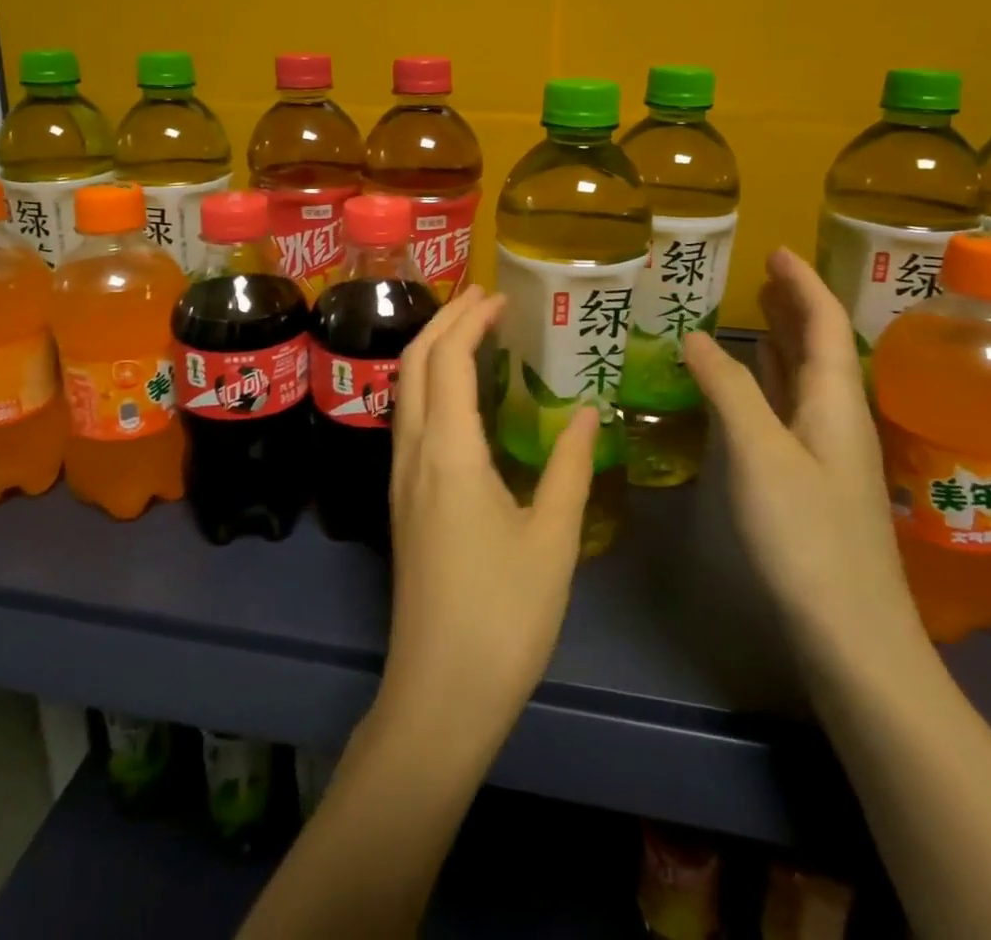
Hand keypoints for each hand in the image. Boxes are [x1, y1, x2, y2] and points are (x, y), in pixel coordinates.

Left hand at [378, 285, 598, 750]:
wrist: (439, 692)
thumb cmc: (503, 616)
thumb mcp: (552, 540)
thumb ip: (570, 467)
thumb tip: (590, 413)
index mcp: (449, 452)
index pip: (447, 359)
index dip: (470, 319)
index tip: (502, 297)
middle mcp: (413, 452)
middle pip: (414, 362)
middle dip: (444, 320)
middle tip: (485, 299)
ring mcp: (400, 476)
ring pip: (405, 389)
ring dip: (433, 350)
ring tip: (474, 333)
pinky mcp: (401, 500)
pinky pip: (410, 418)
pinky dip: (430, 385)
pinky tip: (462, 397)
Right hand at [682, 248, 925, 674]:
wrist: (852, 634)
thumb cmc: (807, 536)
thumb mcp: (760, 454)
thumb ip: (729, 389)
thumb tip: (694, 335)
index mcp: (837, 403)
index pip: (825, 325)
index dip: (802, 285)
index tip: (776, 252)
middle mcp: (840, 420)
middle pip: (820, 348)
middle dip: (794, 308)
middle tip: (761, 277)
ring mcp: (829, 453)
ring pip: (806, 380)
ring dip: (783, 343)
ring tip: (754, 316)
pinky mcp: (812, 480)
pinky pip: (791, 410)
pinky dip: (770, 383)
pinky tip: (753, 386)